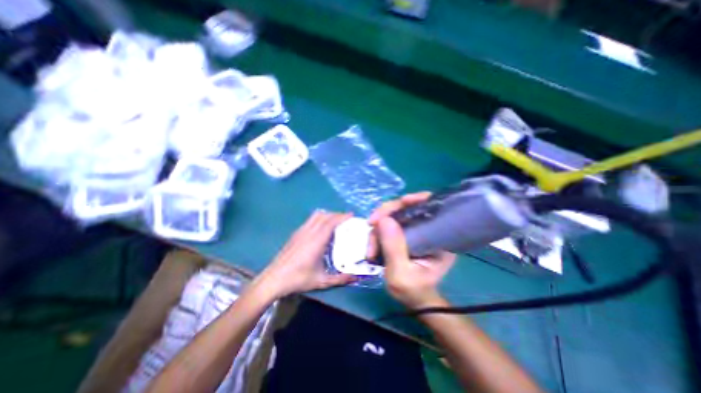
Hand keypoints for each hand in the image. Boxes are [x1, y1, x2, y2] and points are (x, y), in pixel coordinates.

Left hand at [256, 212, 355, 297]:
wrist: (273, 279)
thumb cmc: (298, 279)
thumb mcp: (322, 281)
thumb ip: (340, 279)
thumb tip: (356, 277)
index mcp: (317, 241)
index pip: (331, 222)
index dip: (342, 216)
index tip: (352, 215)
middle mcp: (309, 232)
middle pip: (325, 216)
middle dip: (337, 214)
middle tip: (346, 219)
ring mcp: (301, 231)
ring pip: (316, 216)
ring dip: (328, 215)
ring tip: (336, 221)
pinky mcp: (296, 233)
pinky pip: (310, 220)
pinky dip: (320, 218)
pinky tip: (322, 228)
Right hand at [369, 193, 457, 308]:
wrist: (414, 299)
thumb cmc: (413, 290)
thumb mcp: (401, 274)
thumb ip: (394, 248)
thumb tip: (384, 219)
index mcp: (439, 236)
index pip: (428, 207)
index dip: (410, 201)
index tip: (391, 208)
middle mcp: (429, 227)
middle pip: (406, 207)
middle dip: (385, 215)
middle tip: (370, 226)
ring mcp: (415, 229)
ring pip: (394, 215)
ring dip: (378, 228)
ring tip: (371, 250)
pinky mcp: (405, 232)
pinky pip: (389, 223)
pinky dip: (378, 232)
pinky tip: (373, 246)